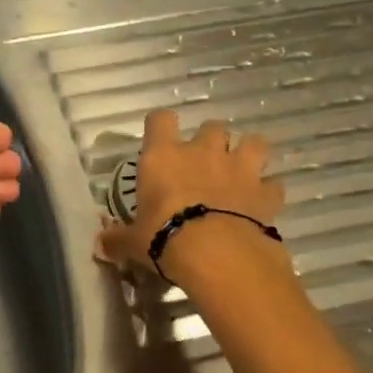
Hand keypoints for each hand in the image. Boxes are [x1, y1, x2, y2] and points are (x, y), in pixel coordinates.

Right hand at [98, 110, 284, 274]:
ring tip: (241, 172)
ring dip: (248, 153)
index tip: (159, 139)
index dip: (160, 126)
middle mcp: (202, 152)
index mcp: (164, 156)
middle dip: (210, 141)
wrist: (216, 253)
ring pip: (253, 142)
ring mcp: (239, 168)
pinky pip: (273, 184)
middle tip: (203, 164)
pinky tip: (261, 203)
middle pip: (212, 126)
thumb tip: (100, 244)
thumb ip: (118, 239)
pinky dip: (268, 191)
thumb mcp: (133, 242)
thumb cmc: (164, 239)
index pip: (160, 120)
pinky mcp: (265, 191)